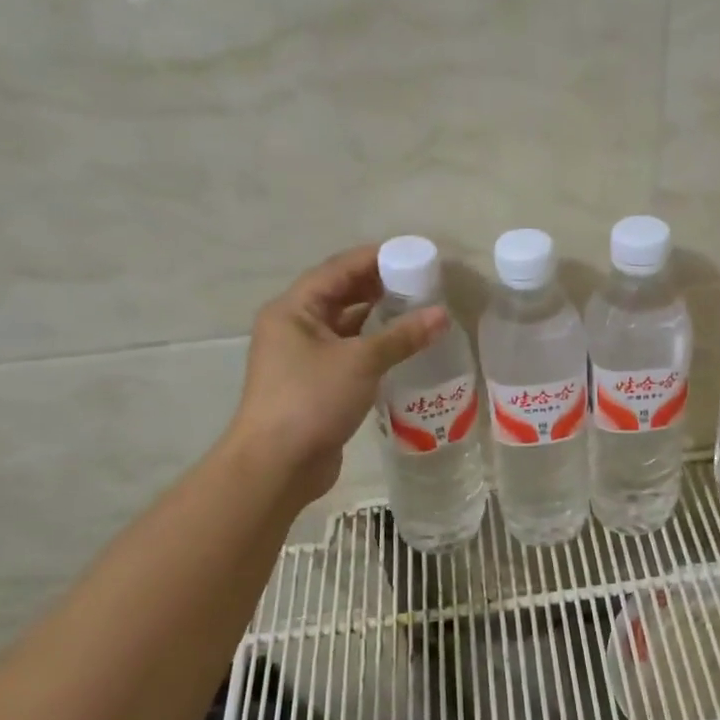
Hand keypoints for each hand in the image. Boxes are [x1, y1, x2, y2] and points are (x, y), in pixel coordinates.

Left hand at [226, 245, 446, 503]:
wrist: (277, 464)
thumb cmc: (312, 400)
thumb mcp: (360, 362)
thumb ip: (402, 336)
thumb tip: (442, 315)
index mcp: (294, 309)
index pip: (338, 269)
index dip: (375, 259)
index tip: (414, 255)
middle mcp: (294, 327)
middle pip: (341, 296)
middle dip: (380, 288)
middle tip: (423, 284)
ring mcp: (303, 358)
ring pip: (346, 328)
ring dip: (379, 320)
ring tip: (420, 312)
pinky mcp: (316, 386)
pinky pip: (349, 355)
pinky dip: (374, 349)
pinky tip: (403, 350)